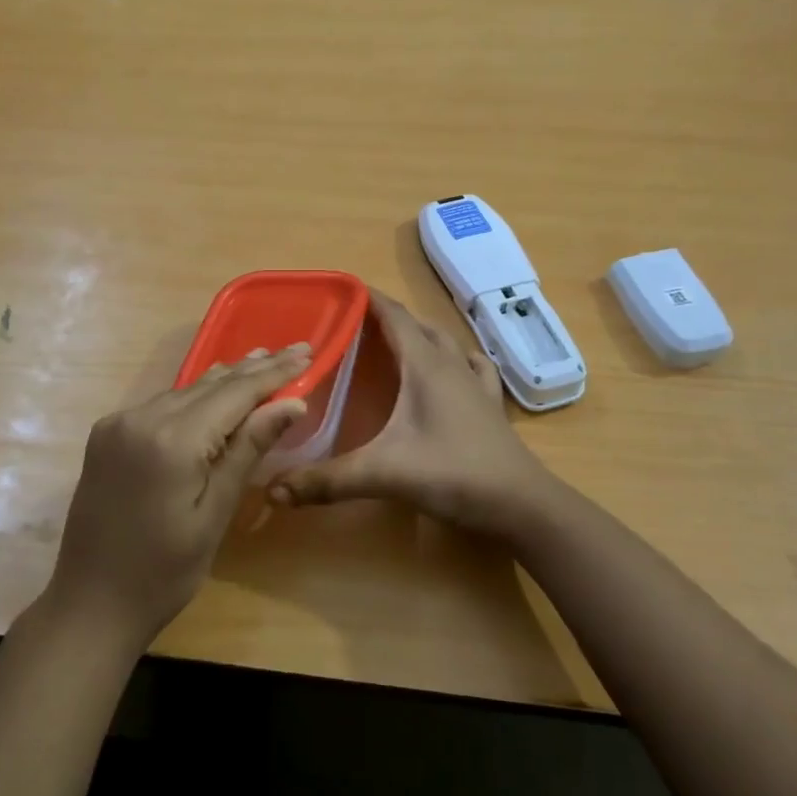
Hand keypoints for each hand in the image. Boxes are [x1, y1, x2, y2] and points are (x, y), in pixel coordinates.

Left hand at [45, 343, 311, 646]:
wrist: (90, 605)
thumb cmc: (164, 572)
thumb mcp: (214, 513)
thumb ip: (248, 450)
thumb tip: (292, 403)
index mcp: (172, 440)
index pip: (235, 393)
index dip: (273, 374)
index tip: (306, 353)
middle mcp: (141, 418)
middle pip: (209, 385)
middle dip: (254, 369)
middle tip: (294, 349)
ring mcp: (119, 424)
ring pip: (184, 391)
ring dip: (224, 380)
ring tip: (261, 360)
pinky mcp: (107, 435)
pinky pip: (161, 405)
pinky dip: (193, 397)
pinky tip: (215, 391)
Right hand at [266, 291, 553, 536]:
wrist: (522, 504)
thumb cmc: (454, 474)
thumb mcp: (384, 475)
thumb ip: (327, 480)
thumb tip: (274, 490)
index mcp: (426, 365)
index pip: (394, 316)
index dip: (368, 299)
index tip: (338, 291)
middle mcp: (451, 364)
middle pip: (417, 325)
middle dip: (385, 318)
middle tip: (351, 326)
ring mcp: (476, 384)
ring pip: (444, 343)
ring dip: (418, 335)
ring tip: (392, 343)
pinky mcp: (490, 406)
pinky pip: (470, 366)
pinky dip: (454, 358)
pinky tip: (451, 368)